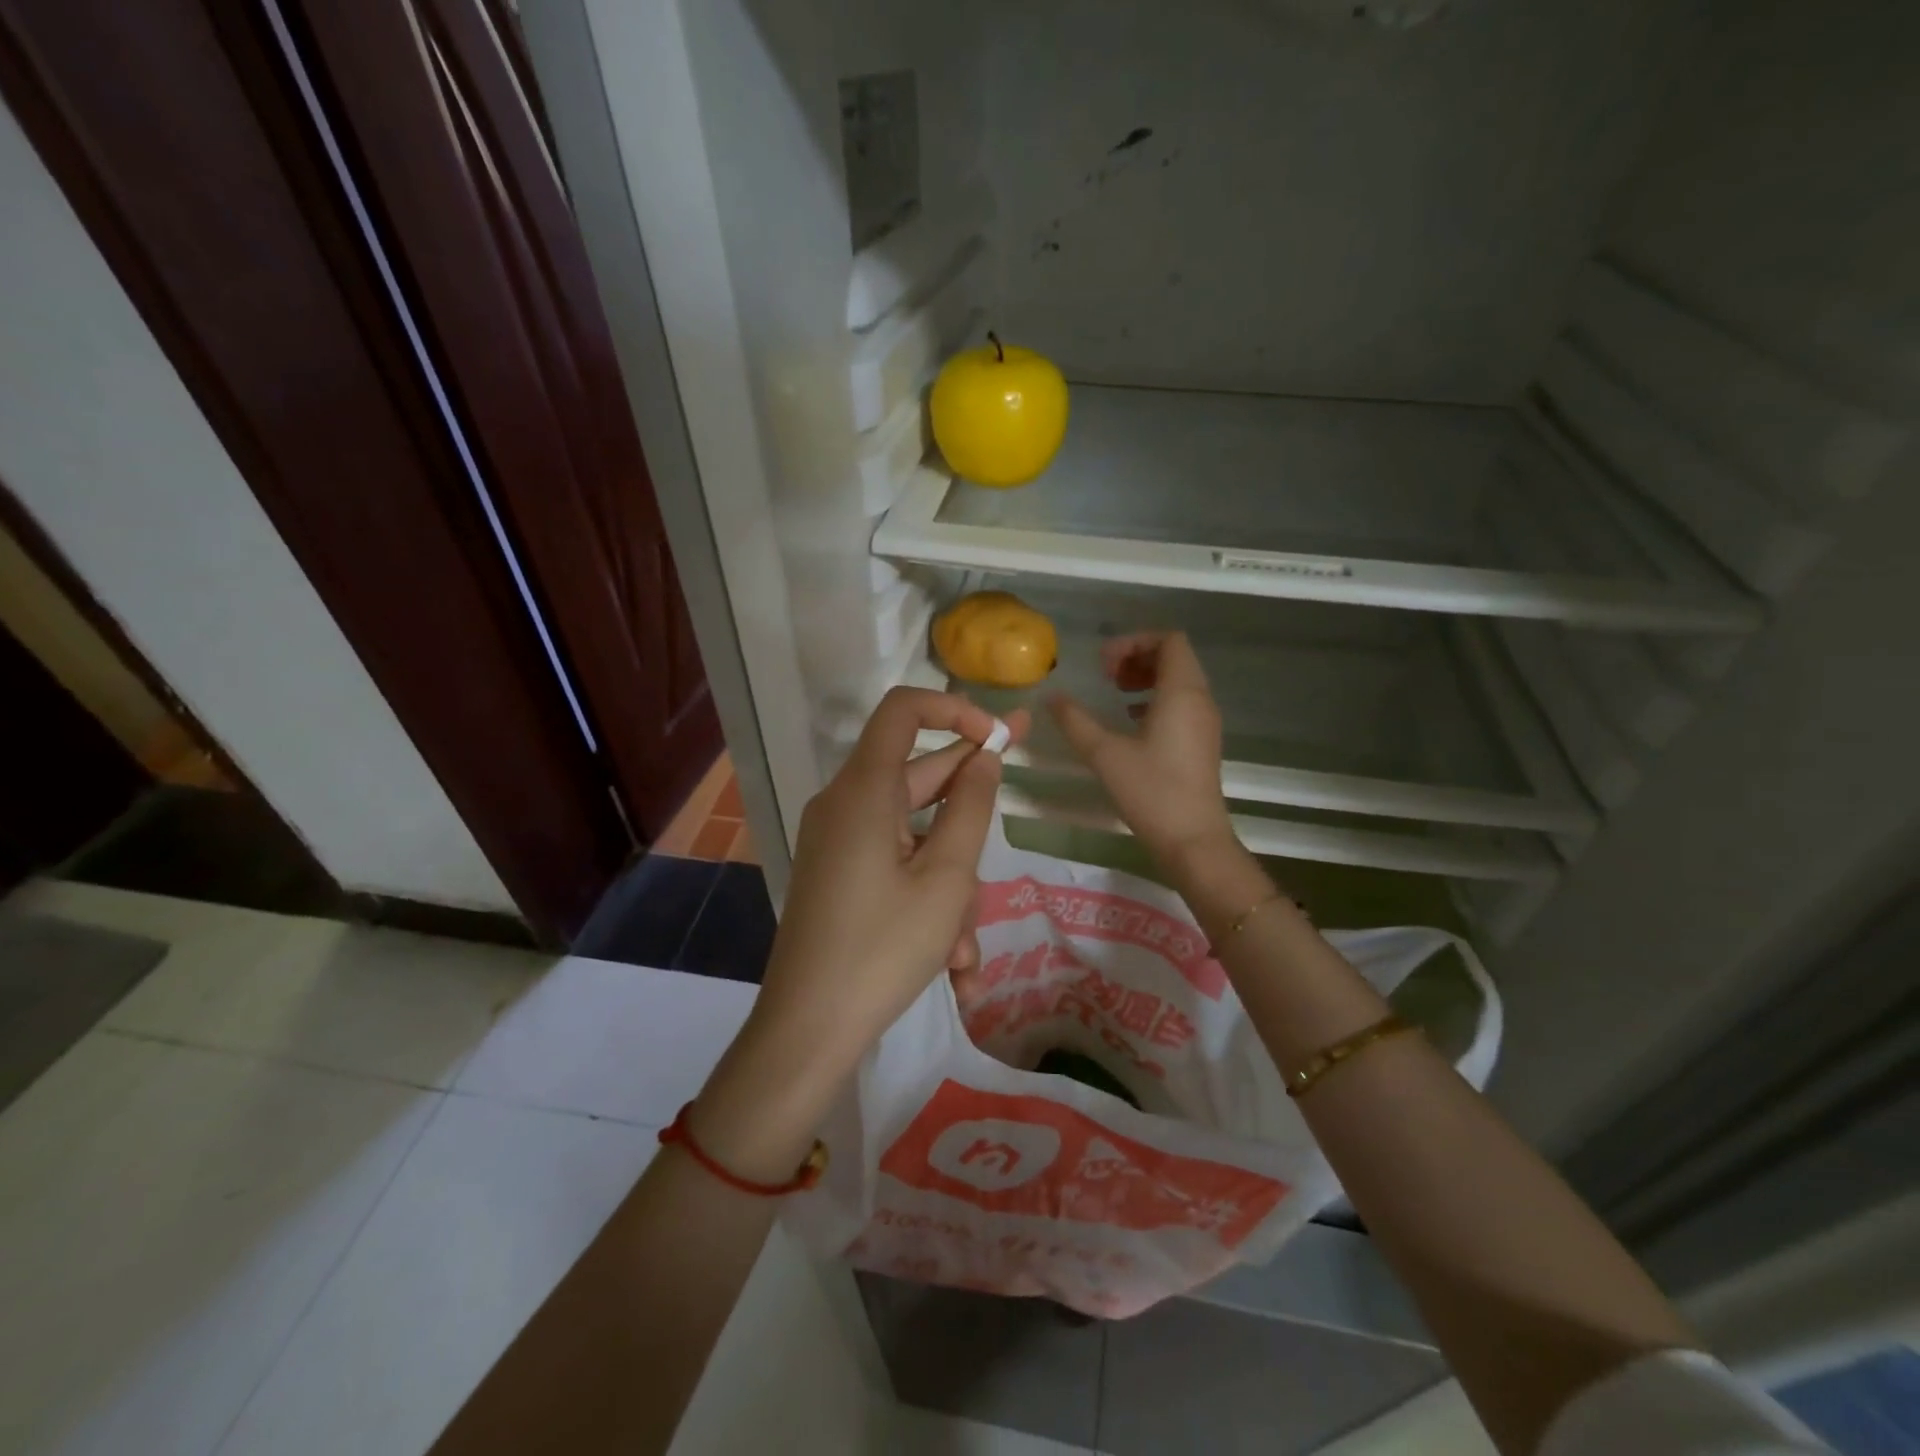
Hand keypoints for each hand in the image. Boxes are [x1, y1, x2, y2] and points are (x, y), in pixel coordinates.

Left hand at [753, 688, 1027, 1070]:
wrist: (807, 1031)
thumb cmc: (883, 948)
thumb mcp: (945, 878)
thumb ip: (971, 808)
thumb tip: (984, 758)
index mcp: (864, 790)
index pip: (903, 711)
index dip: (954, 710)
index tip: (998, 736)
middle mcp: (846, 806)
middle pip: (919, 780)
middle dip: (970, 813)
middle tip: (1021, 808)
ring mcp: (840, 844)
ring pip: (915, 839)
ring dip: (951, 887)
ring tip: (965, 952)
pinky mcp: (840, 878)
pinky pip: (895, 870)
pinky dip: (926, 905)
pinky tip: (954, 969)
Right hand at [1049, 631, 1234, 867]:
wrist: (1193, 840)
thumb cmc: (1151, 791)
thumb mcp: (1104, 754)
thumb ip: (1075, 721)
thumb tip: (1051, 697)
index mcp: (1182, 692)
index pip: (1169, 640)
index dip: (1134, 642)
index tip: (1103, 664)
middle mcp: (1200, 700)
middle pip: (1175, 657)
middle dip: (1138, 657)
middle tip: (1106, 676)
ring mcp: (1205, 722)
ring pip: (1179, 680)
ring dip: (1147, 678)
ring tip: (1115, 694)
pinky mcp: (1202, 742)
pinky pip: (1182, 703)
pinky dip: (1156, 699)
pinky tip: (1131, 721)